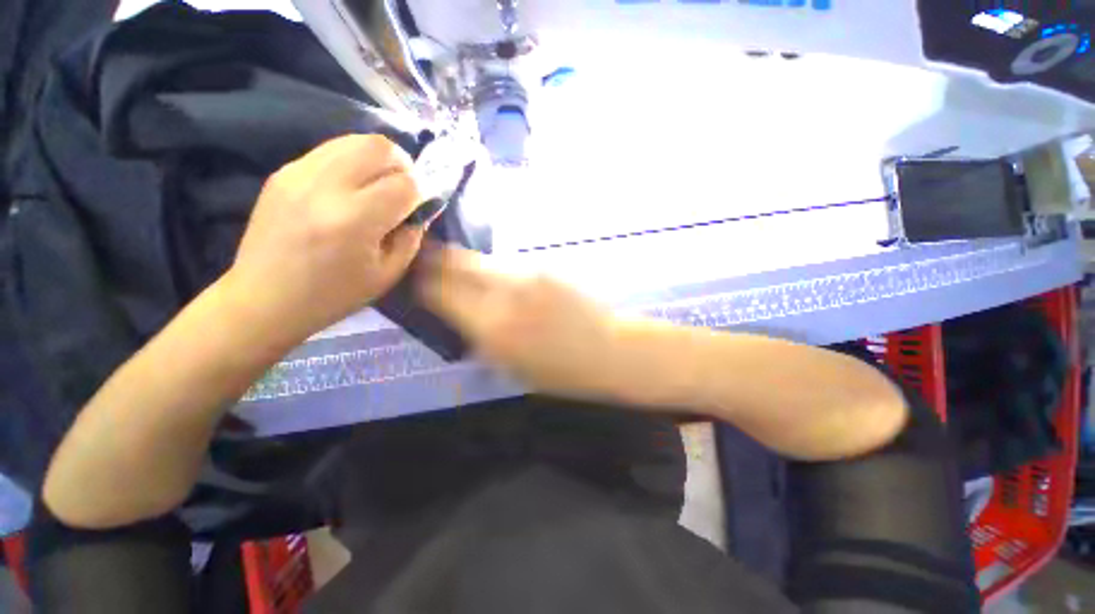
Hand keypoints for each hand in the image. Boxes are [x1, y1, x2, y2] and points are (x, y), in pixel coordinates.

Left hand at [225, 134, 426, 344]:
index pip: (404, 184)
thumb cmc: (333, 295)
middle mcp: (325, 187)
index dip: (420, 193)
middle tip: (403, 187)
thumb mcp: (387, 274)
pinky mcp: (283, 172)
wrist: (263, 298)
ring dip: (377, 159)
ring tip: (378, 185)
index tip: (418, 207)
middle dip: (402, 164)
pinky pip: (330, 150)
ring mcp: (298, 173)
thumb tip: (418, 210)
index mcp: (354, 220)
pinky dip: (351, 162)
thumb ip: (410, 237)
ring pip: (353, 140)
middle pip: (378, 146)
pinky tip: (350, 188)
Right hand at [418, 247, 626, 399]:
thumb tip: (457, 318)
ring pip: (480, 260)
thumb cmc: (562, 372)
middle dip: (434, 261)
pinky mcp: (543, 267)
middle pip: (455, 264)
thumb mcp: (512, 368)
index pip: (440, 294)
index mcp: (492, 328)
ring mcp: (526, 275)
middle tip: (424, 262)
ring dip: (463, 263)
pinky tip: (494, 278)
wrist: (608, 349)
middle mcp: (504, 294)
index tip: (413, 282)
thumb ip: (480, 339)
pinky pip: (505, 265)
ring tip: (456, 269)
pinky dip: (491, 269)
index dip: (422, 285)